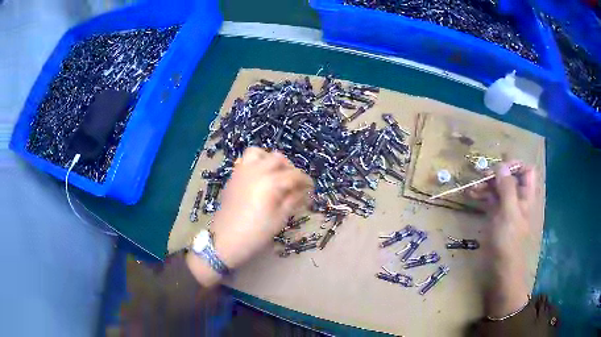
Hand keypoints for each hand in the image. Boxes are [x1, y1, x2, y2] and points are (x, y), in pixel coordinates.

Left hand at [187, 148, 313, 285]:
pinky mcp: (233, 177)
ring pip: (258, 153)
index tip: (311, 188)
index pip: (294, 175)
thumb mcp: (280, 219)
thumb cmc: (256, 233)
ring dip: (270, 160)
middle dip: (290, 168)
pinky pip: (244, 161)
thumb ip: (293, 200)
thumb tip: (304, 191)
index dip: (306, 180)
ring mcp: (241, 172)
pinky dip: (255, 163)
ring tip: (275, 174)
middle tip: (295, 183)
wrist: (225, 240)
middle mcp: (256, 171)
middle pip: (278, 159)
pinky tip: (259, 178)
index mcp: (270, 182)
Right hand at [468, 161, 536, 317]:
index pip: (526, 171)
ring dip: (486, 184)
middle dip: (496, 174)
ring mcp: (506, 208)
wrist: (500, 270)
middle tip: (480, 174)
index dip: (514, 165)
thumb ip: (506, 188)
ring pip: (498, 188)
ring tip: (471, 186)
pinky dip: (481, 195)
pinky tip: (470, 194)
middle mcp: (518, 199)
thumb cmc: (508, 241)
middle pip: (510, 177)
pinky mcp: (496, 217)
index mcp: (526, 196)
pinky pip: (490, 200)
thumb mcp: (509, 213)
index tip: (499, 168)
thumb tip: (500, 165)